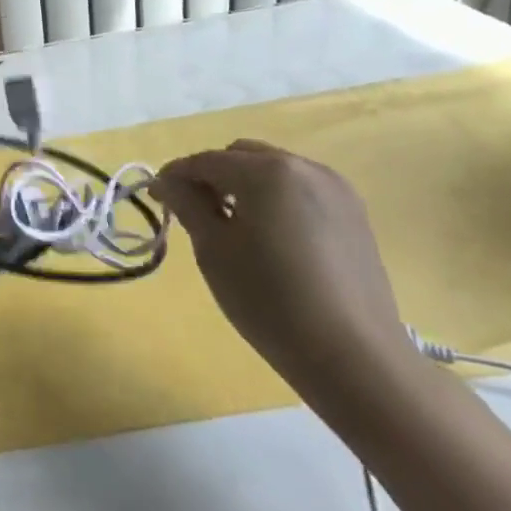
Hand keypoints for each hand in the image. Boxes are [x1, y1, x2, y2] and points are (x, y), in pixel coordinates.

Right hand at [150, 140, 416, 399]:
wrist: (352, 354)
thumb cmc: (268, 298)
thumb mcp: (213, 249)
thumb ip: (187, 204)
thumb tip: (167, 181)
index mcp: (266, 171)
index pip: (205, 161)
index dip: (174, 176)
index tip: (156, 199)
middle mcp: (305, 168)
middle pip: (243, 156)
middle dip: (213, 176)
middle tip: (195, 213)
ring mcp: (336, 190)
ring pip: (275, 171)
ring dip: (245, 186)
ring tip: (233, 226)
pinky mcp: (355, 215)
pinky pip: (302, 191)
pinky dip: (276, 200)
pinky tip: (270, 238)